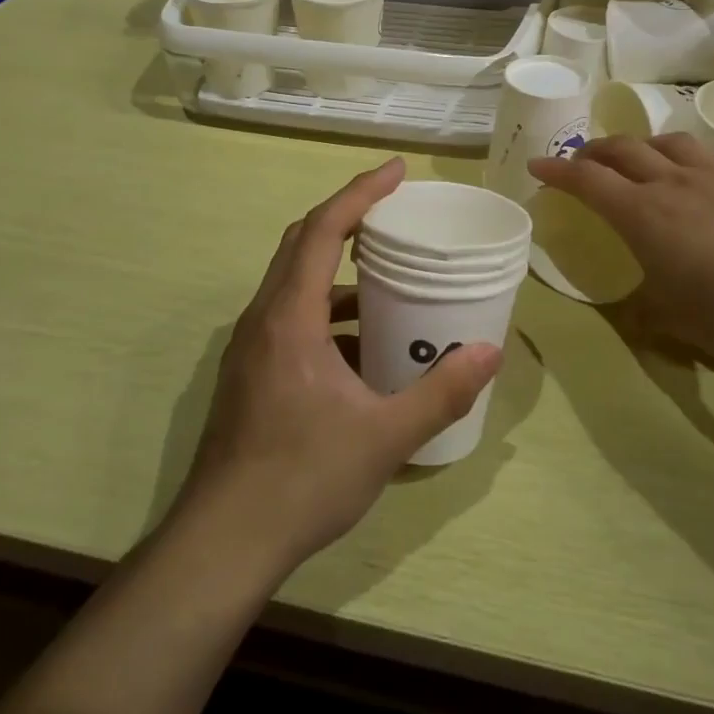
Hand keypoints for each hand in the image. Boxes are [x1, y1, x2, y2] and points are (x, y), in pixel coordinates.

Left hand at [176, 158, 502, 580]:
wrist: (224, 542)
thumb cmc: (302, 479)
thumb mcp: (385, 437)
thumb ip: (442, 392)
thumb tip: (489, 352)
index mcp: (290, 317)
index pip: (323, 229)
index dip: (360, 192)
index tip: (396, 170)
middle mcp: (263, 318)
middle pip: (301, 242)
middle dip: (347, 216)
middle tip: (394, 210)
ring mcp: (251, 346)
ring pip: (293, 281)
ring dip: (336, 266)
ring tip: (386, 276)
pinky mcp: (250, 371)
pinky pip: (290, 316)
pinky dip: (326, 309)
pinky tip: (361, 344)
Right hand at [528, 133, 713, 371]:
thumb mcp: (671, 322)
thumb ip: (644, 312)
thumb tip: (636, 313)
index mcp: (642, 214)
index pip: (587, 181)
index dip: (557, 171)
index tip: (536, 166)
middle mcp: (675, 184)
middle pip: (625, 150)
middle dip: (596, 151)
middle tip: (583, 161)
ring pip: (674, 143)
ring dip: (648, 145)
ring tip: (643, 157)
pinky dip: (712, 158)